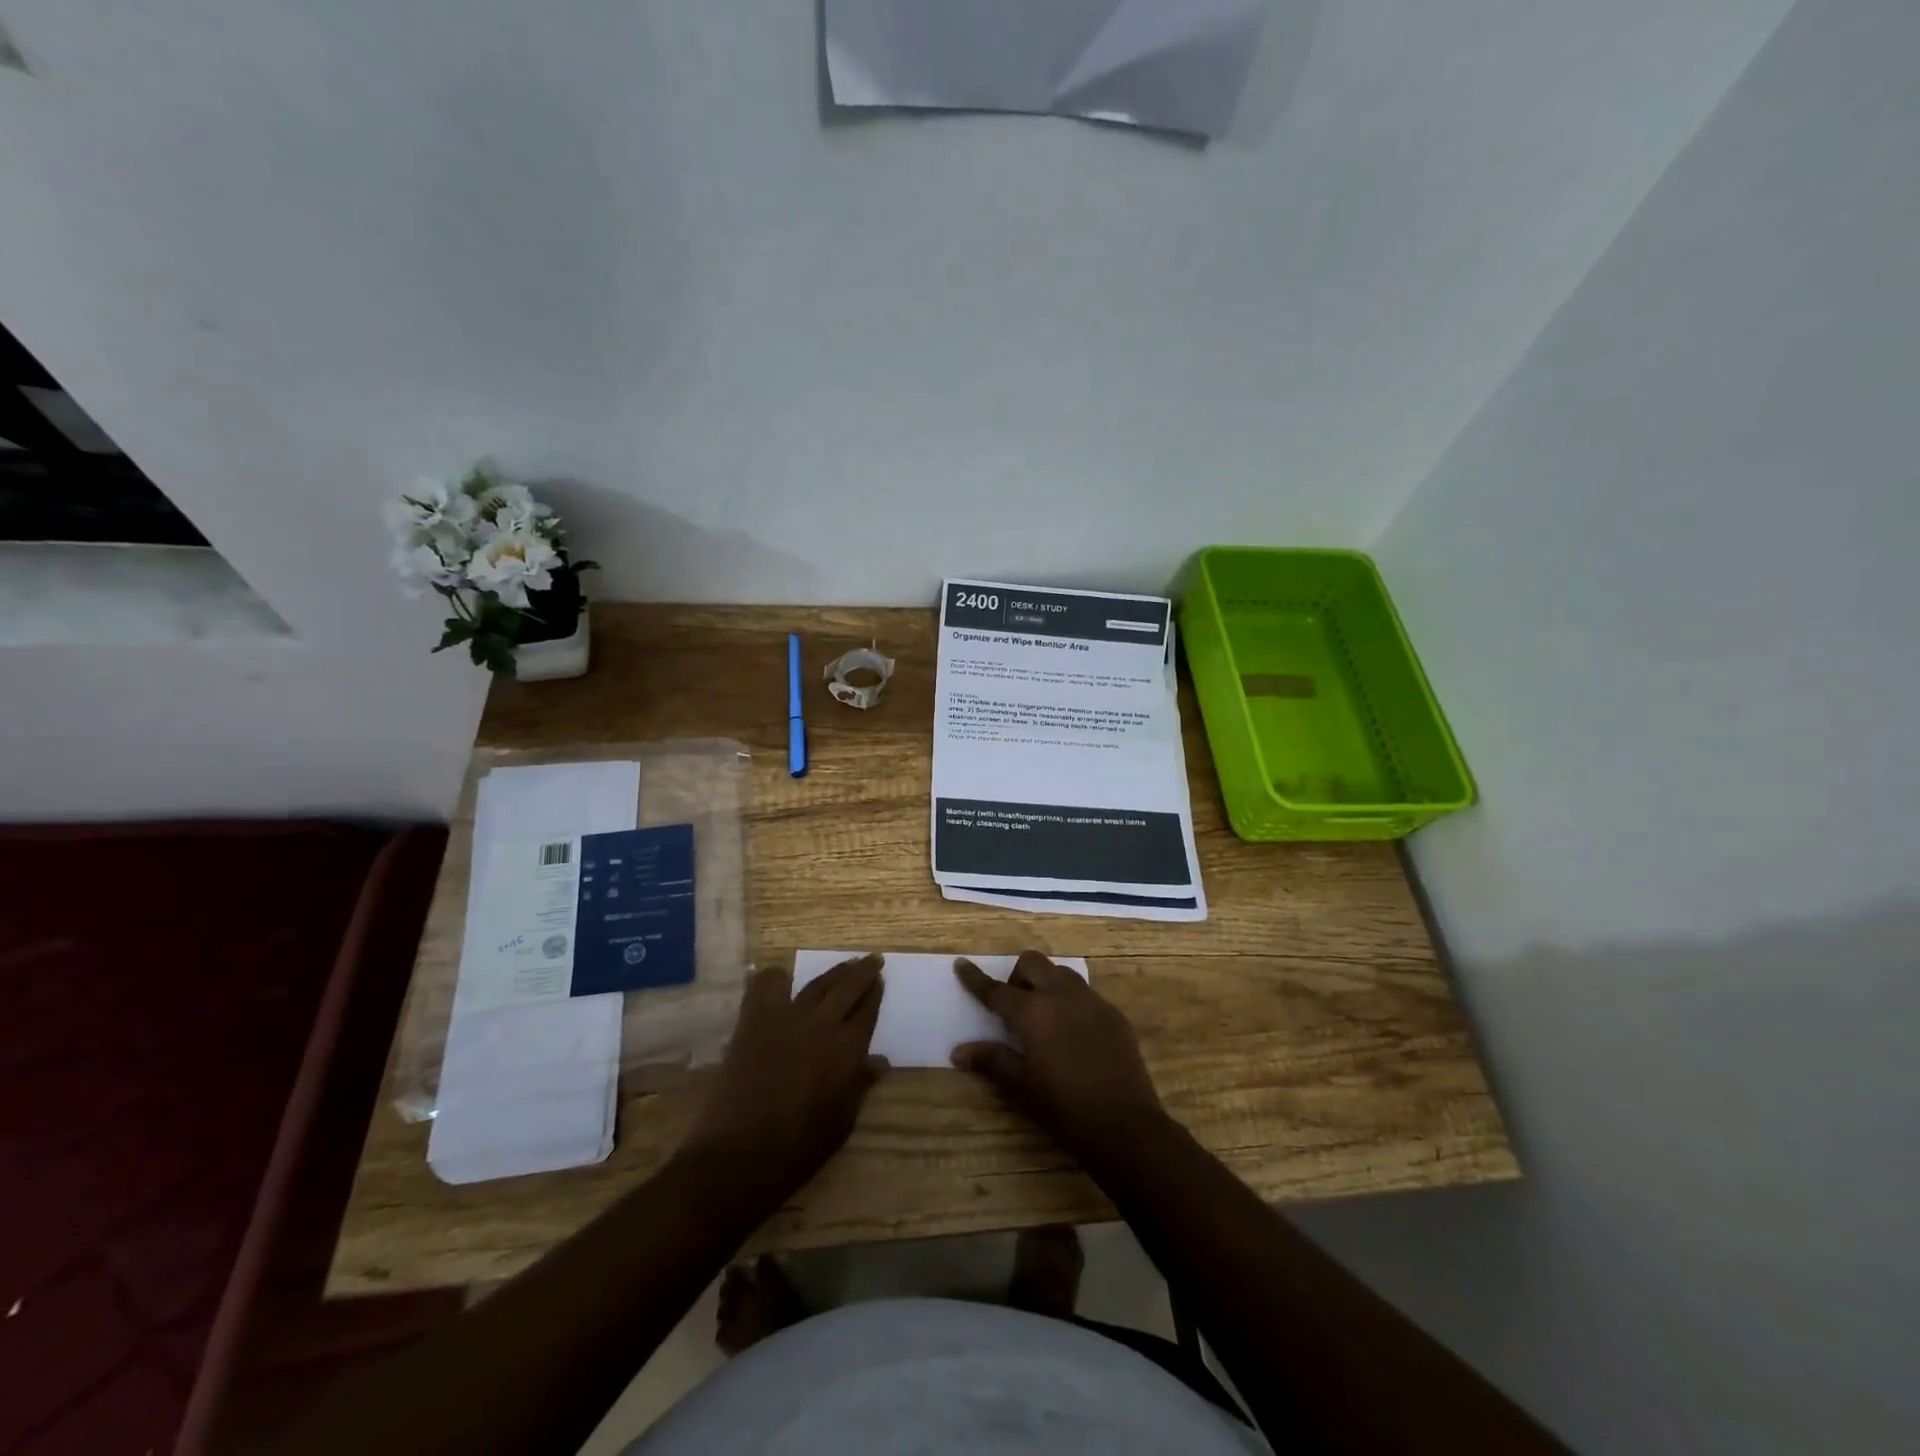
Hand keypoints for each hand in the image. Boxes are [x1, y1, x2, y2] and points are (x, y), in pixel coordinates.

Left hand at [678, 954, 887, 1202]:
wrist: (738, 1155)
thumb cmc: (798, 1149)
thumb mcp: (842, 1122)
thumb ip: (860, 1086)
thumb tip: (880, 1062)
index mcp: (848, 1050)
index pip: (868, 1010)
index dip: (875, 994)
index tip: (880, 981)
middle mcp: (823, 1024)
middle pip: (849, 986)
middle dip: (863, 971)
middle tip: (873, 960)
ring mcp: (787, 1017)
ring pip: (817, 982)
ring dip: (835, 971)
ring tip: (844, 964)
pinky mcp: (755, 1020)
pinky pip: (767, 985)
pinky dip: (776, 978)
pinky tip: (782, 980)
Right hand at [952, 951, 1166, 1158]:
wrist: (1125, 1125)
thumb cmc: (1064, 1108)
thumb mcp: (1021, 1086)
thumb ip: (992, 1060)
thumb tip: (959, 1051)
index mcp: (1033, 1012)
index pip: (997, 990)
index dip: (976, 978)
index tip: (961, 964)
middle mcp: (1062, 996)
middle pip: (1033, 963)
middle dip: (1018, 976)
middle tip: (1015, 1006)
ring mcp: (1092, 1001)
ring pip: (1062, 973)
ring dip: (1047, 983)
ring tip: (1045, 1016)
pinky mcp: (1114, 1014)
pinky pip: (1086, 994)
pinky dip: (1072, 1002)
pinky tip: (1074, 1034)